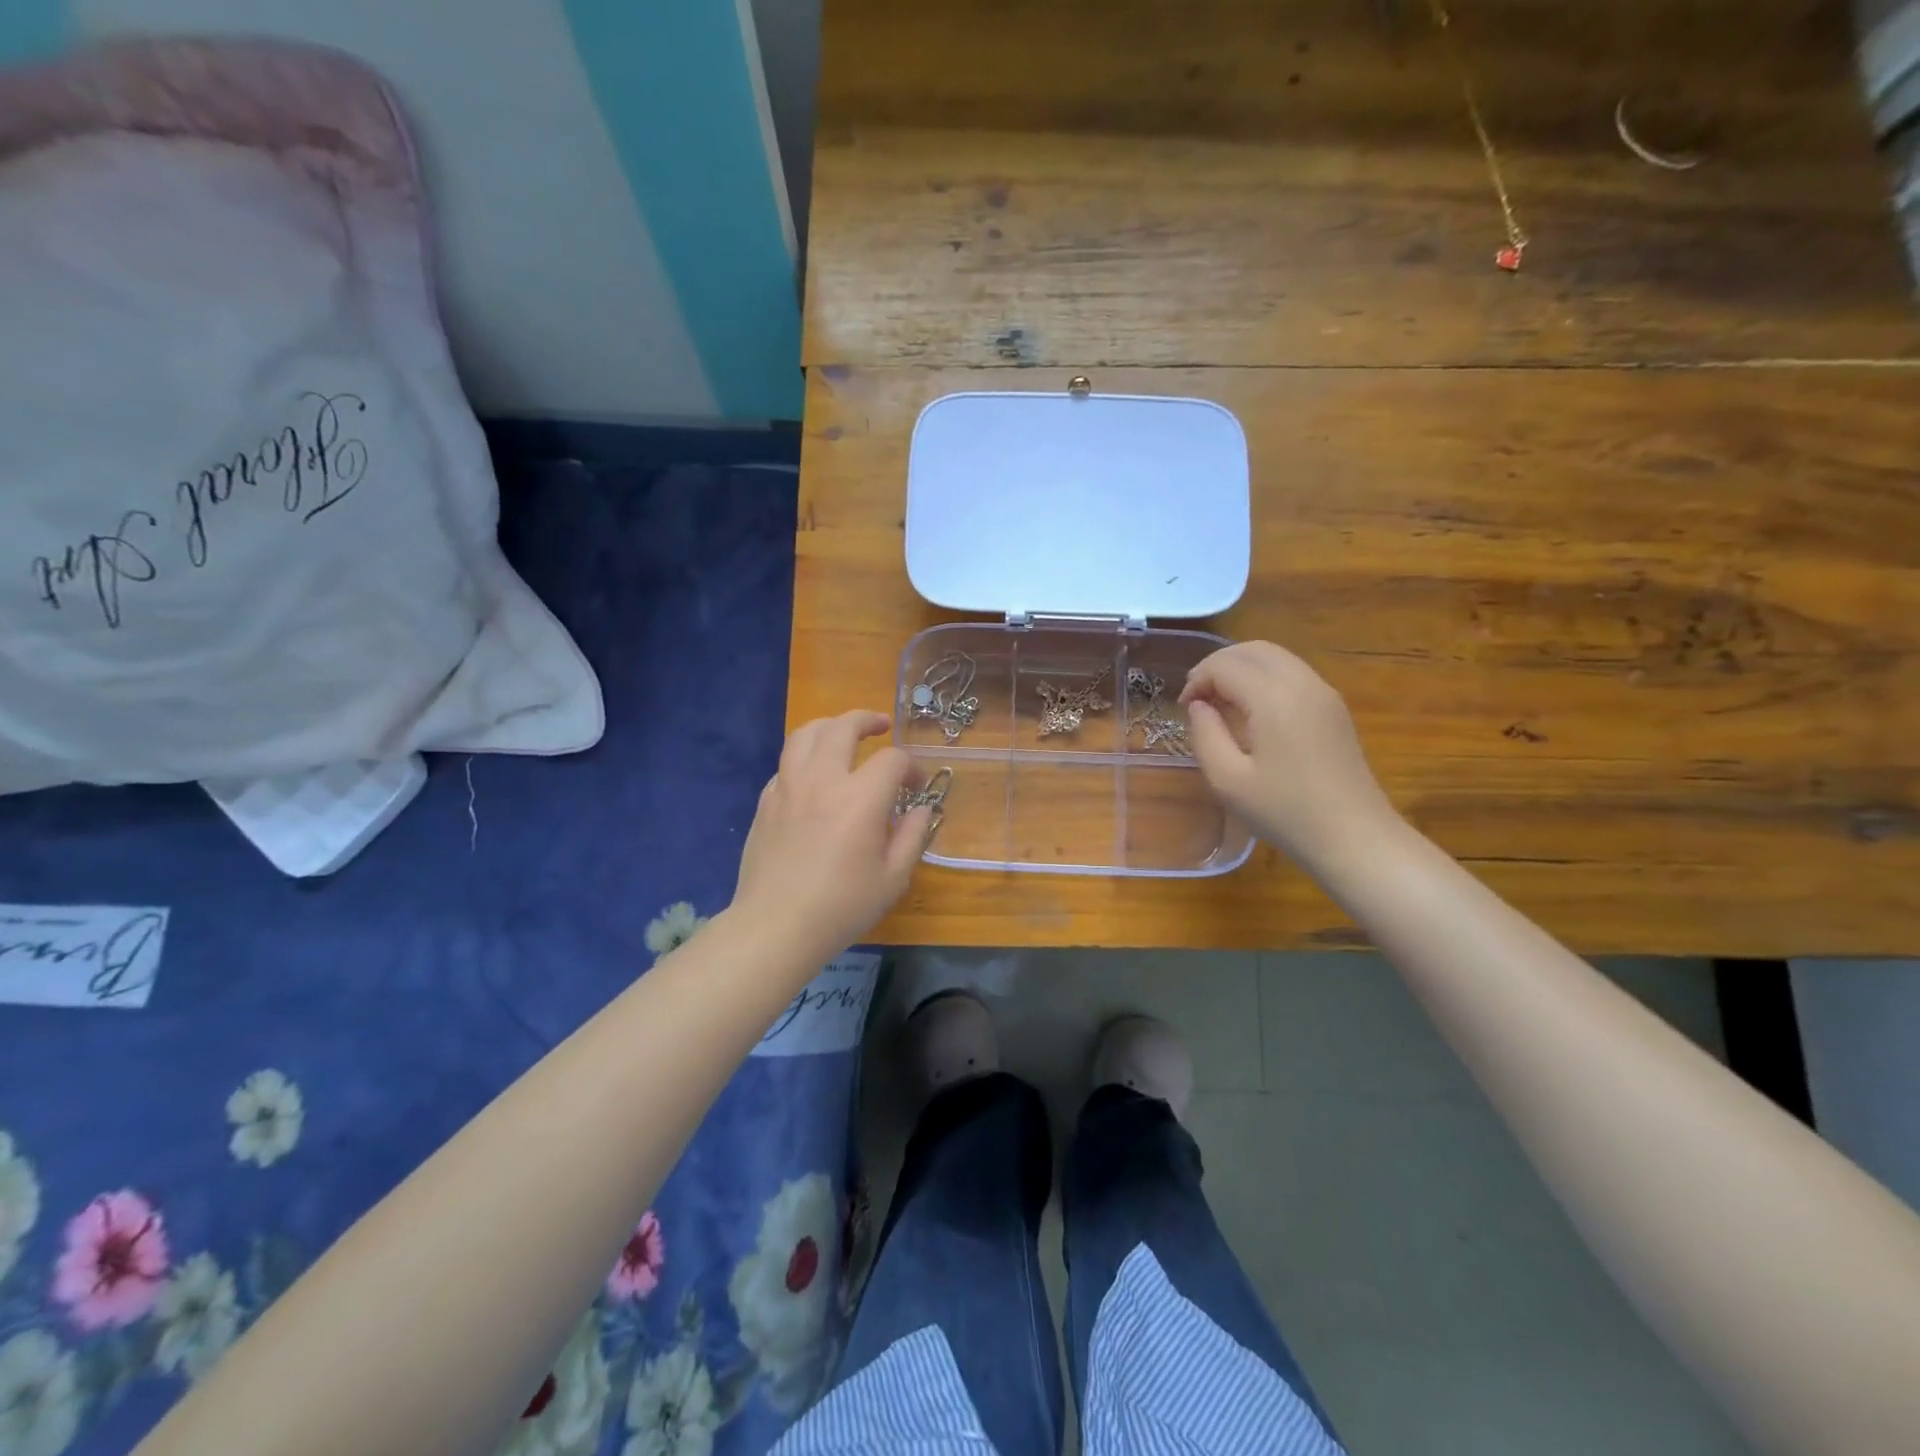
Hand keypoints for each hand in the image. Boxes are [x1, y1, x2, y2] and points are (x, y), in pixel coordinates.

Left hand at [730, 711, 931, 963]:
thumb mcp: (893, 877)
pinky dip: (804, 758)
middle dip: (866, 720)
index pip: (892, 759)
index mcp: (861, 797)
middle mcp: (823, 780)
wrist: (777, 926)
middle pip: (842, 727)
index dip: (911, 766)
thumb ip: (913, 836)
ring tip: (842, 734)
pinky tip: (813, 776)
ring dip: (829, 726)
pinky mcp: (765, 801)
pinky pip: (785, 764)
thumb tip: (921, 808)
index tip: (917, 786)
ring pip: (804, 734)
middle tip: (881, 726)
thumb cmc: (842, 906)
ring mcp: (788, 787)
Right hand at [1180, 641, 1400, 870]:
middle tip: (1197, 697)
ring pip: (1275, 657)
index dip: (1197, 680)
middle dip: (1218, 665)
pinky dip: (1264, 677)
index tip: (1184, 709)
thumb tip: (1199, 706)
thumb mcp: (1227, 780)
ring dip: (1241, 668)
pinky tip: (1251, 710)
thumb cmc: (1285, 812)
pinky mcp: (1334, 707)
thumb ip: (1205, 734)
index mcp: (1274, 698)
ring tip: (1221, 702)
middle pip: (1252, 650)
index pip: (1225, 666)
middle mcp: (1302, 683)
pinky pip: (1292, 673)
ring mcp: (1324, 693)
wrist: (1354, 837)